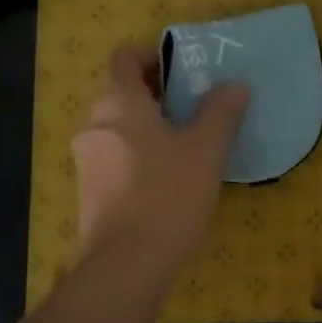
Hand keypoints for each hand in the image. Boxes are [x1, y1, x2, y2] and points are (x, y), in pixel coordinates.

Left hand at [72, 47, 249, 270]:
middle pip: (123, 93)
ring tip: (186, 146)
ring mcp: (86, 160)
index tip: (182, 73)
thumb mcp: (206, 149)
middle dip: (157, 96)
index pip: (125, 59)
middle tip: (195, 109)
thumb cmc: (167, 193)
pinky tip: (167, 179)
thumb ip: (220, 111)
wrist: (126, 265)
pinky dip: (137, 156)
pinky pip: (114, 157)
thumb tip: (235, 86)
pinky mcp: (88, 191)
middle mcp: (95, 124)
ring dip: (148, 128)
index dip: (152, 58)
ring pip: (119, 128)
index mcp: (119, 102)